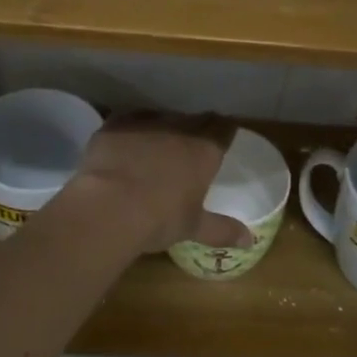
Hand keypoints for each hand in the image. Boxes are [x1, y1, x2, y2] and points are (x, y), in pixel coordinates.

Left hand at [63, 111, 251, 254]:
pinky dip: (132, 130)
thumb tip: (249, 240)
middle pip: (194, 119)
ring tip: (159, 143)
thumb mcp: (193, 228)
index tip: (226, 135)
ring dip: (164, 127)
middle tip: (194, 143)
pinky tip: (127, 143)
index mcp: (203, 151)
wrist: (108, 208)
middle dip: (197, 128)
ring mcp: (144, 124)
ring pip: (161, 117)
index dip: (226, 130)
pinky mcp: (114, 126)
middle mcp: (178, 129)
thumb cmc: (159, 219)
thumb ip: (222, 230)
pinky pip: (129, 120)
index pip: (223, 128)